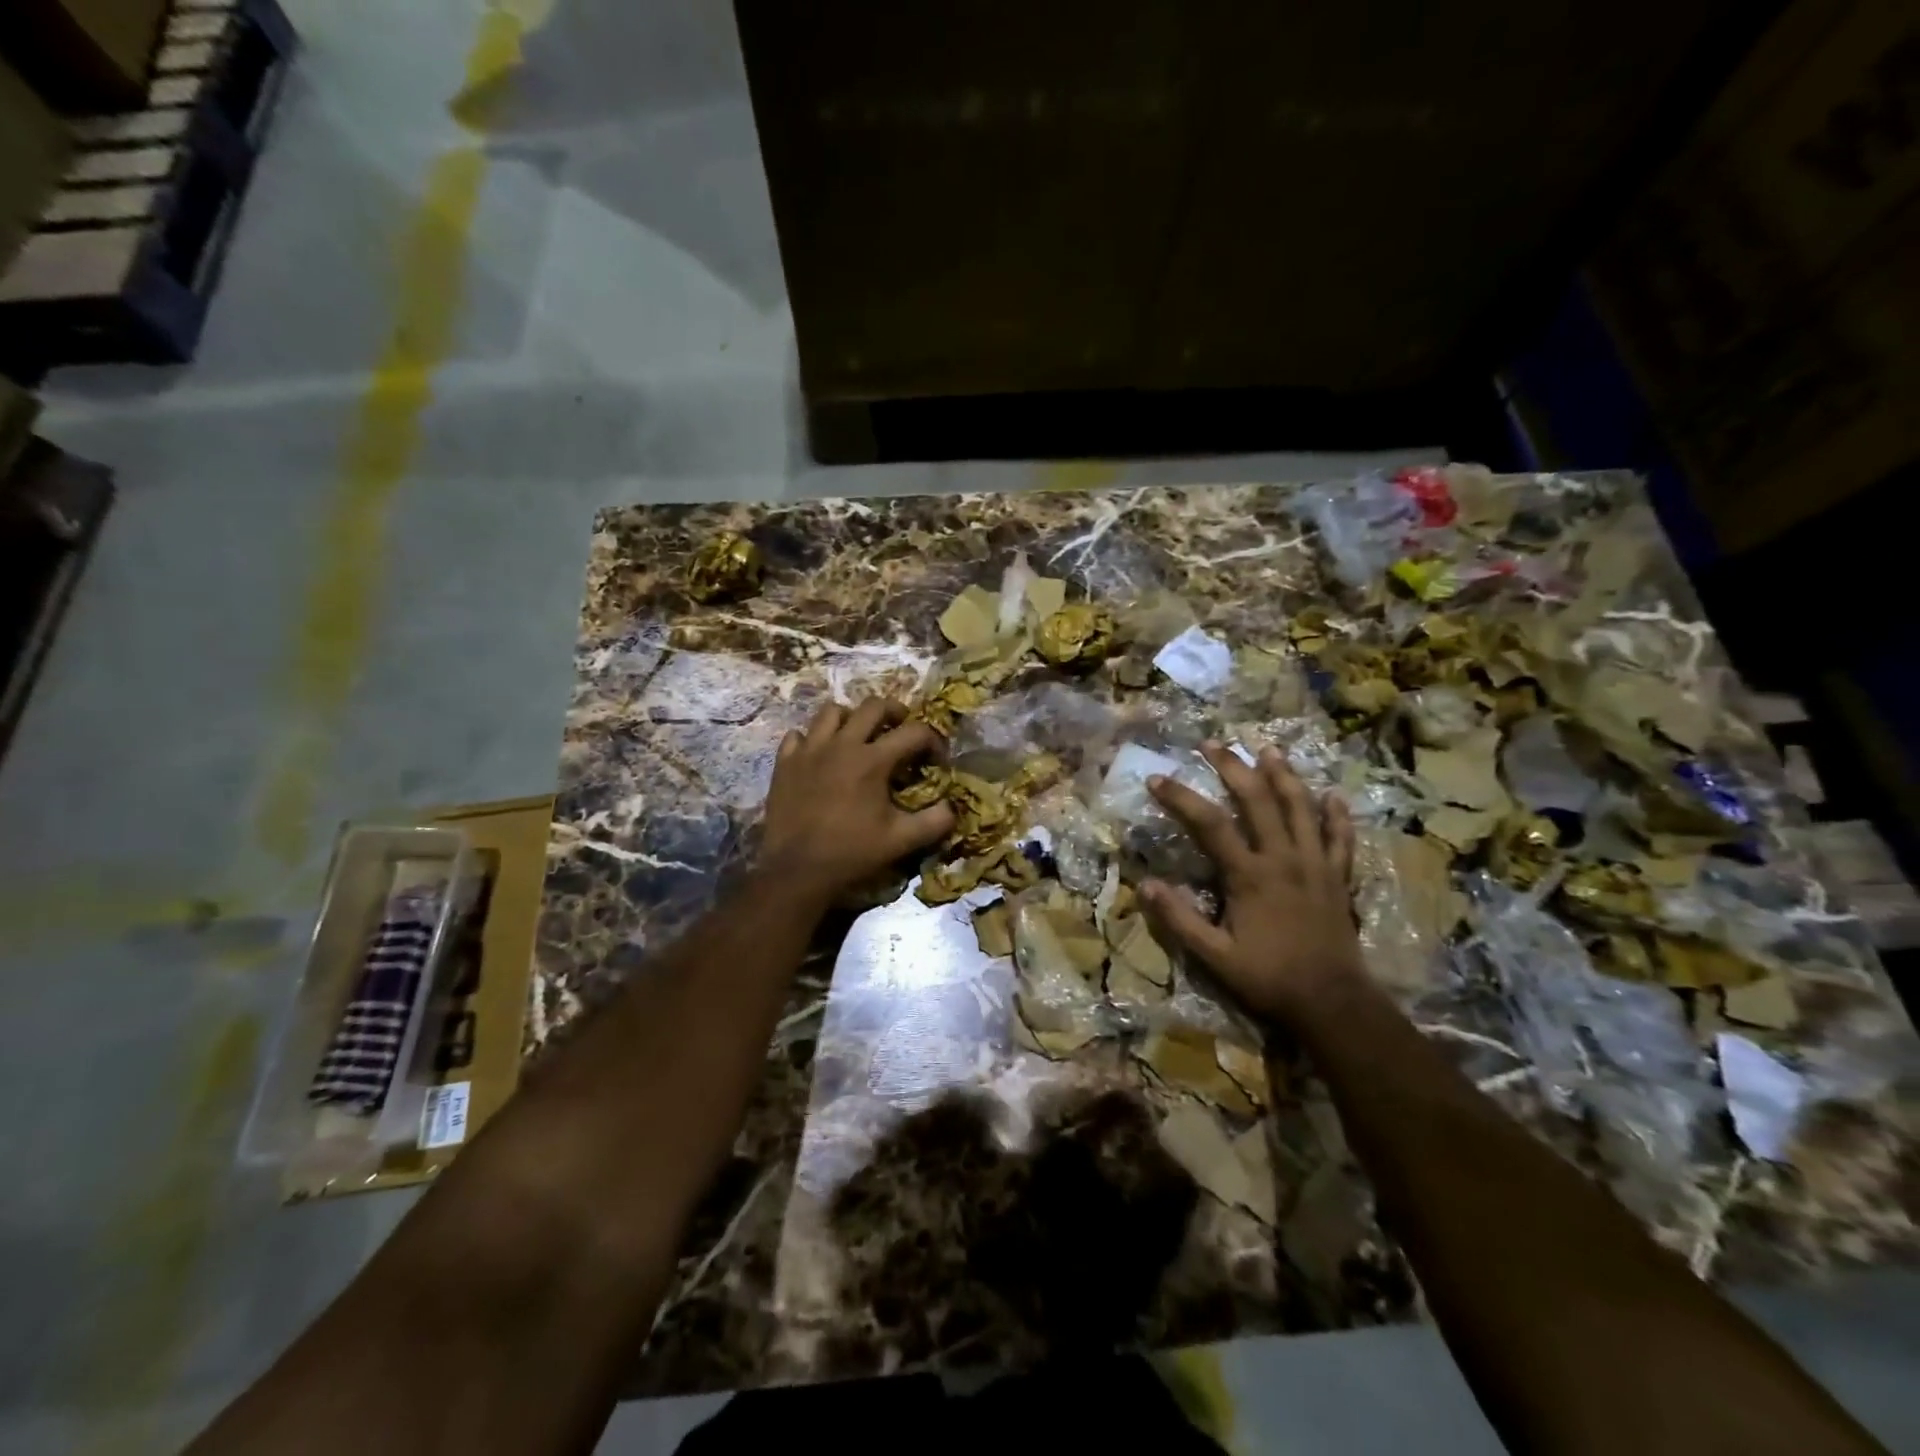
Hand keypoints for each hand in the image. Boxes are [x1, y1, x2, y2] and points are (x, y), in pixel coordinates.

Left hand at [759, 698, 954, 903]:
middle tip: (901, 729)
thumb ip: (934, 821)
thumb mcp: (901, 841)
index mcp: (873, 760)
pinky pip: (798, 735)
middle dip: (895, 712)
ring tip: (858, 736)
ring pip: (832, 712)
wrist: (796, 870)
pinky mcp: (785, 763)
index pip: (914, 732)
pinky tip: (819, 755)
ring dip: (851, 718)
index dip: (933, 741)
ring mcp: (809, 750)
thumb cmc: (851, 853)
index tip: (936, 759)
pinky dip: (812, 739)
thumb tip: (952, 808)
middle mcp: (841, 745)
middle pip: (873, 706)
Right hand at [1141, 741, 1362, 1026]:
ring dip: (1284, 776)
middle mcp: (1283, 858)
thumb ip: (1179, 920)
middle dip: (1233, 768)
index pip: (1209, 824)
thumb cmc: (1268, 978)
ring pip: (1301, 808)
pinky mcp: (1338, 878)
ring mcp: (1316, 865)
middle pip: (1257, 800)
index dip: (1181, 798)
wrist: (1332, 1003)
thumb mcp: (1214, 956)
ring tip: (1269, 750)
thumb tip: (1145, 885)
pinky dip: (1336, 815)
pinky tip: (1332, 795)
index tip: (1157, 779)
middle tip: (1214, 744)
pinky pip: (1340, 838)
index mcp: (1249, 875)